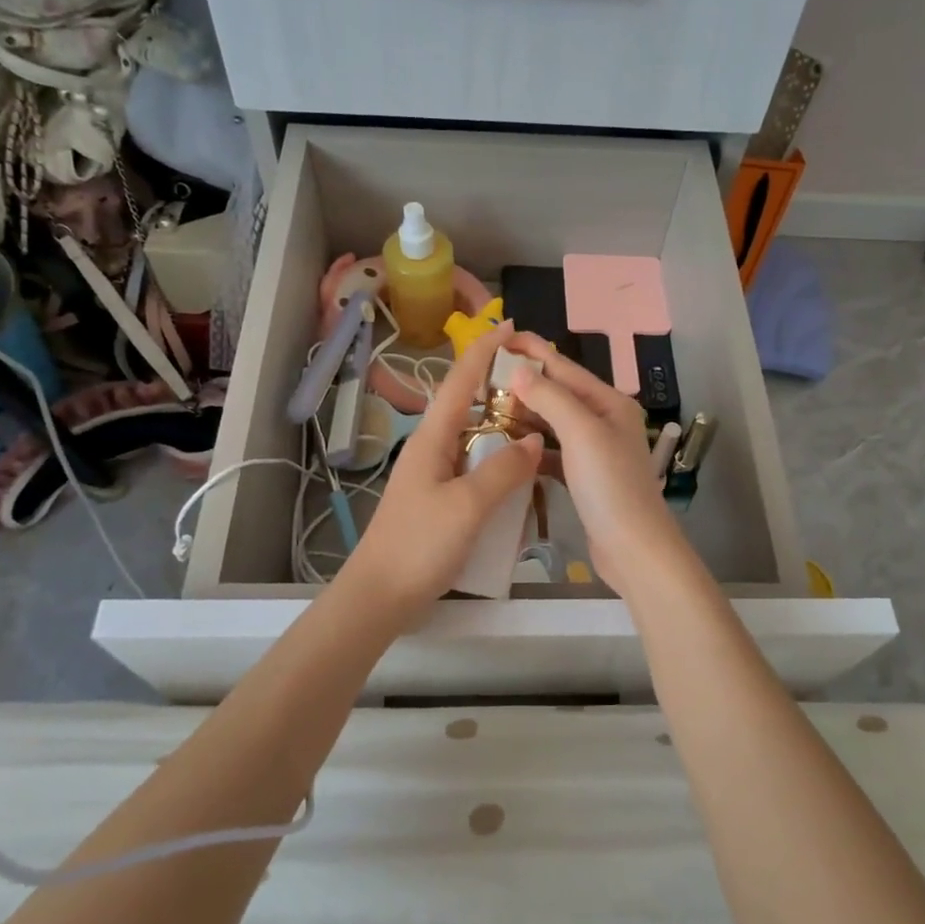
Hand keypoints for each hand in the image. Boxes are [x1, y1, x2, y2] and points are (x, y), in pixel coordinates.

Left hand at [339, 323, 543, 624]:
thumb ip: (502, 471)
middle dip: (502, 388)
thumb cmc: (419, 546)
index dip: (485, 350)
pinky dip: (501, 466)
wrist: (381, 597)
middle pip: (469, 406)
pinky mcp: (443, 502)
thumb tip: (535, 440)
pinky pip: (477, 471)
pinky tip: (524, 478)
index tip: (512, 326)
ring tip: (543, 425)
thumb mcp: (466, 507)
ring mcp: (437, 477)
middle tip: (543, 384)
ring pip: (476, 440)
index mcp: (432, 439)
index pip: (460, 381)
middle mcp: (433, 449)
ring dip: (504, 429)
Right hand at [506, 333, 690, 597]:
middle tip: (482, 377)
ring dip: (525, 414)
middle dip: (524, 383)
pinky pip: (553, 452)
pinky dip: (532, 446)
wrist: (633, 549)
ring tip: (487, 407)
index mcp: (609, 403)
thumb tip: (518, 369)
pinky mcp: (584, 478)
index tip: (499, 336)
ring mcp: (595, 451)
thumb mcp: (582, 433)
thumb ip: (550, 397)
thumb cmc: (610, 486)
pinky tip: (508, 446)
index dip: (532, 350)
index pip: (564, 367)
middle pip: (558, 393)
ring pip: (553, 423)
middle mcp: (604, 421)